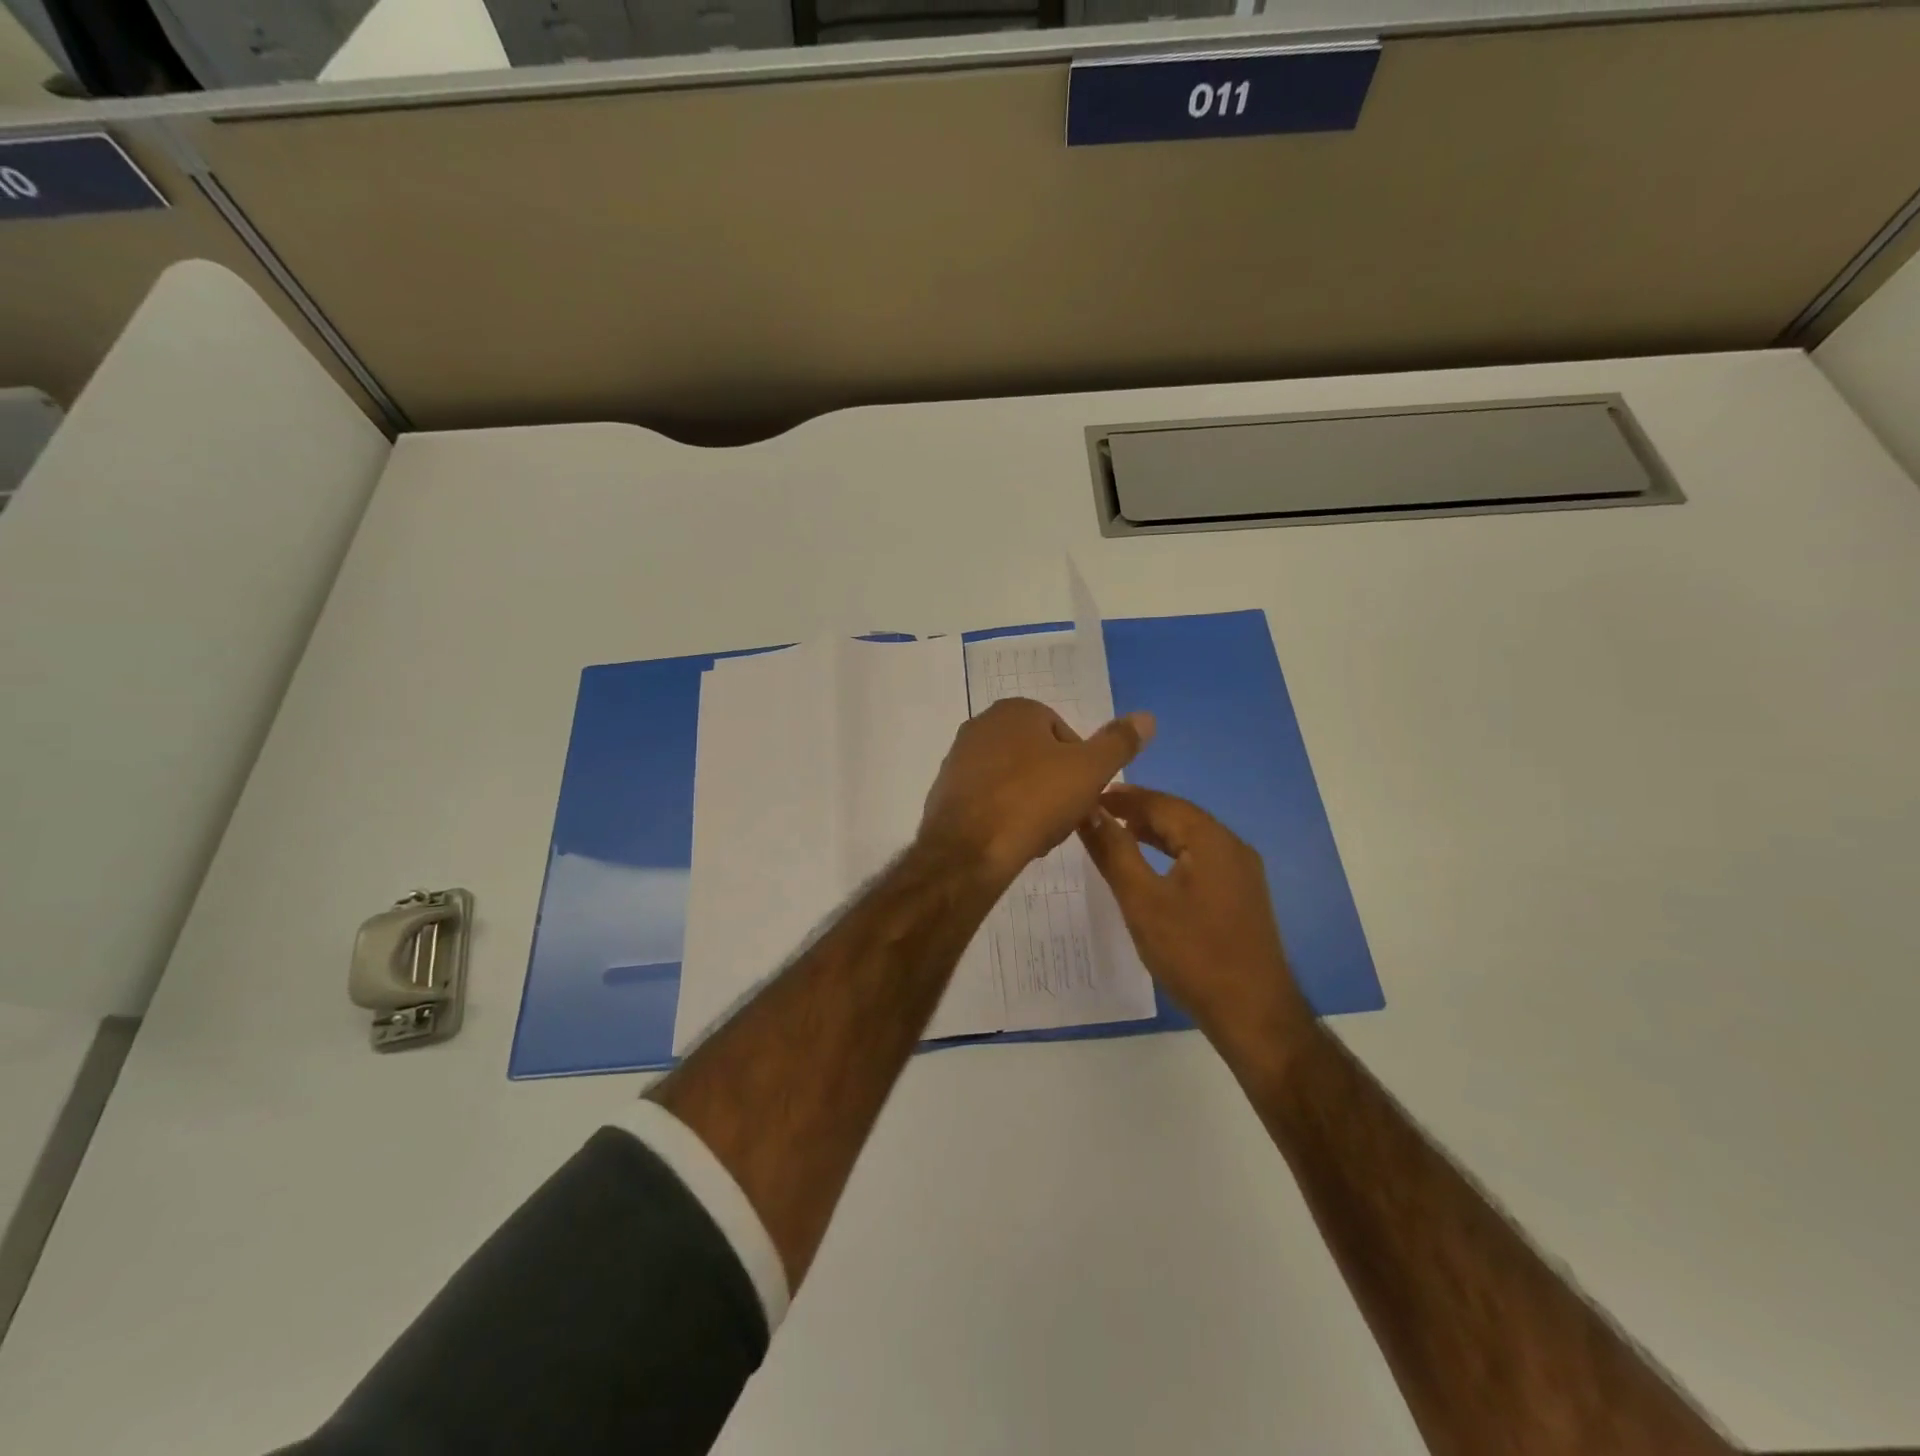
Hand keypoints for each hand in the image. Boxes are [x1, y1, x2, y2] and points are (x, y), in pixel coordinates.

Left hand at [921, 698, 1154, 885]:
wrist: (968, 850)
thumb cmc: (1033, 801)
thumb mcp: (1089, 770)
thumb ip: (1118, 743)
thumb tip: (1147, 717)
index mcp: (1016, 710)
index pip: (1065, 734)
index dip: (1081, 767)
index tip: (1084, 796)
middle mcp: (981, 724)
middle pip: (1038, 757)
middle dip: (1055, 786)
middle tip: (1064, 819)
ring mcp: (959, 757)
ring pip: (1014, 780)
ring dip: (1031, 803)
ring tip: (1039, 835)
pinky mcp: (945, 791)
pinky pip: (988, 799)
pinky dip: (1004, 815)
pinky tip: (1012, 840)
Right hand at [1079, 785, 1312, 1056]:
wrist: (1252, 1014)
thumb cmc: (1192, 953)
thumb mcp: (1142, 900)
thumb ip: (1114, 851)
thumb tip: (1089, 811)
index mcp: (1211, 840)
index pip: (1161, 803)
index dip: (1123, 797)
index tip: (1088, 795)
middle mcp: (1232, 846)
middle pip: (1179, 816)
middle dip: (1138, 811)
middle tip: (1097, 812)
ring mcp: (1241, 872)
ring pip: (1190, 838)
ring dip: (1154, 831)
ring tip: (1117, 832)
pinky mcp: (1241, 895)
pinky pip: (1200, 859)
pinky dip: (1171, 853)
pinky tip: (1151, 867)